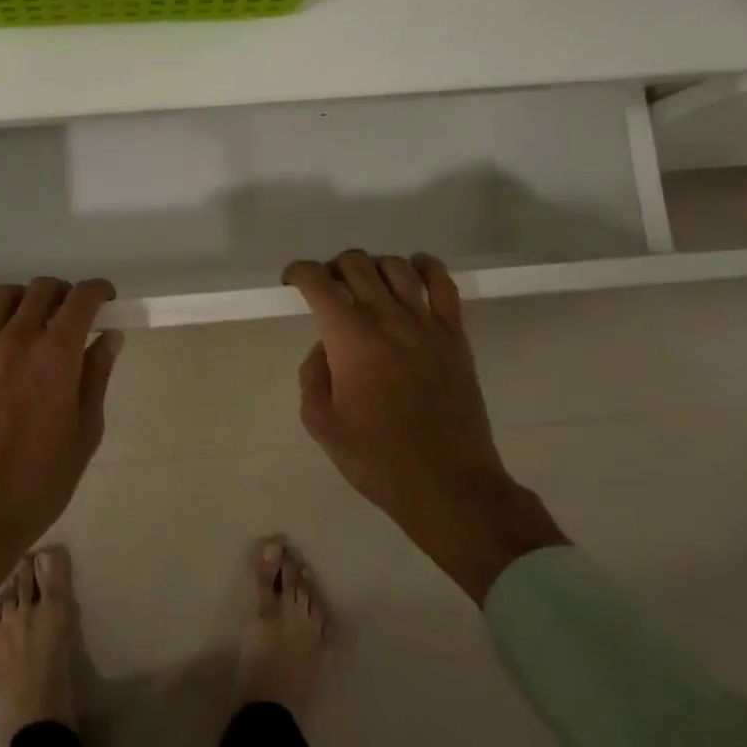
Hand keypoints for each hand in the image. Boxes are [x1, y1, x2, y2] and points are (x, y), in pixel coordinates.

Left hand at [0, 278, 122, 618]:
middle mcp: (17, 341)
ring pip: (1, 296)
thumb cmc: (38, 485)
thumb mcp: (84, 435)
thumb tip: (109, 337)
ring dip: (23, 297)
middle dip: (63, 293)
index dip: (97, 290)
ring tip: (31, 316)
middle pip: (42, 289)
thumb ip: (96, 378)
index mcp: (56, 358)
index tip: (105, 298)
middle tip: (70, 314)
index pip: (81, 300)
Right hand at [284, 251, 566, 603]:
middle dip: (332, 268)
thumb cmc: (377, 458)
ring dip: (372, 267)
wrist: (447, 483)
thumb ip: (313, 375)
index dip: (298, 272)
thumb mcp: (321, 423)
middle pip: (355, 264)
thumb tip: (325, 348)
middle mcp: (387, 318)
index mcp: (349, 338)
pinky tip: (414, 270)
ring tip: (366, 286)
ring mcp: (425, 323)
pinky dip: (425, 266)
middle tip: (327, 290)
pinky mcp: (454, 335)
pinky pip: (442, 284)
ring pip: (396, 266)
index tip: (291, 282)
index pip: (317, 282)